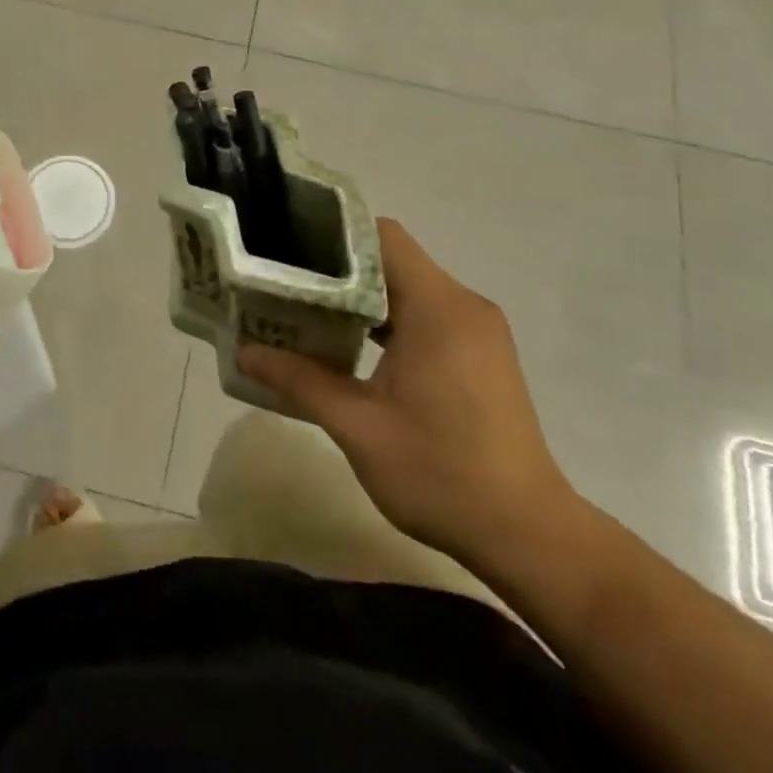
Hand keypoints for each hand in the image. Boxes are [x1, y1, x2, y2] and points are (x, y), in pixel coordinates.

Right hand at [238, 219, 576, 573]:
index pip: (381, 237)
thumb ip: (299, 380)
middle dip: (337, 270)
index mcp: (438, 308)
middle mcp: (463, 305)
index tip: (289, 252)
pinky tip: (353, 348)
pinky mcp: (481, 353)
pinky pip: (427, 314)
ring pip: (409, 288)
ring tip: (308, 314)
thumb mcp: (357, 426)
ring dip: (362, 299)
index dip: (333, 237)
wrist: (526, 534)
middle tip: (285, 285)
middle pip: (392, 260)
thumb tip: (246, 352)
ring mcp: (478, 329)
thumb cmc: (440, 474)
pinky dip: (389, 321)